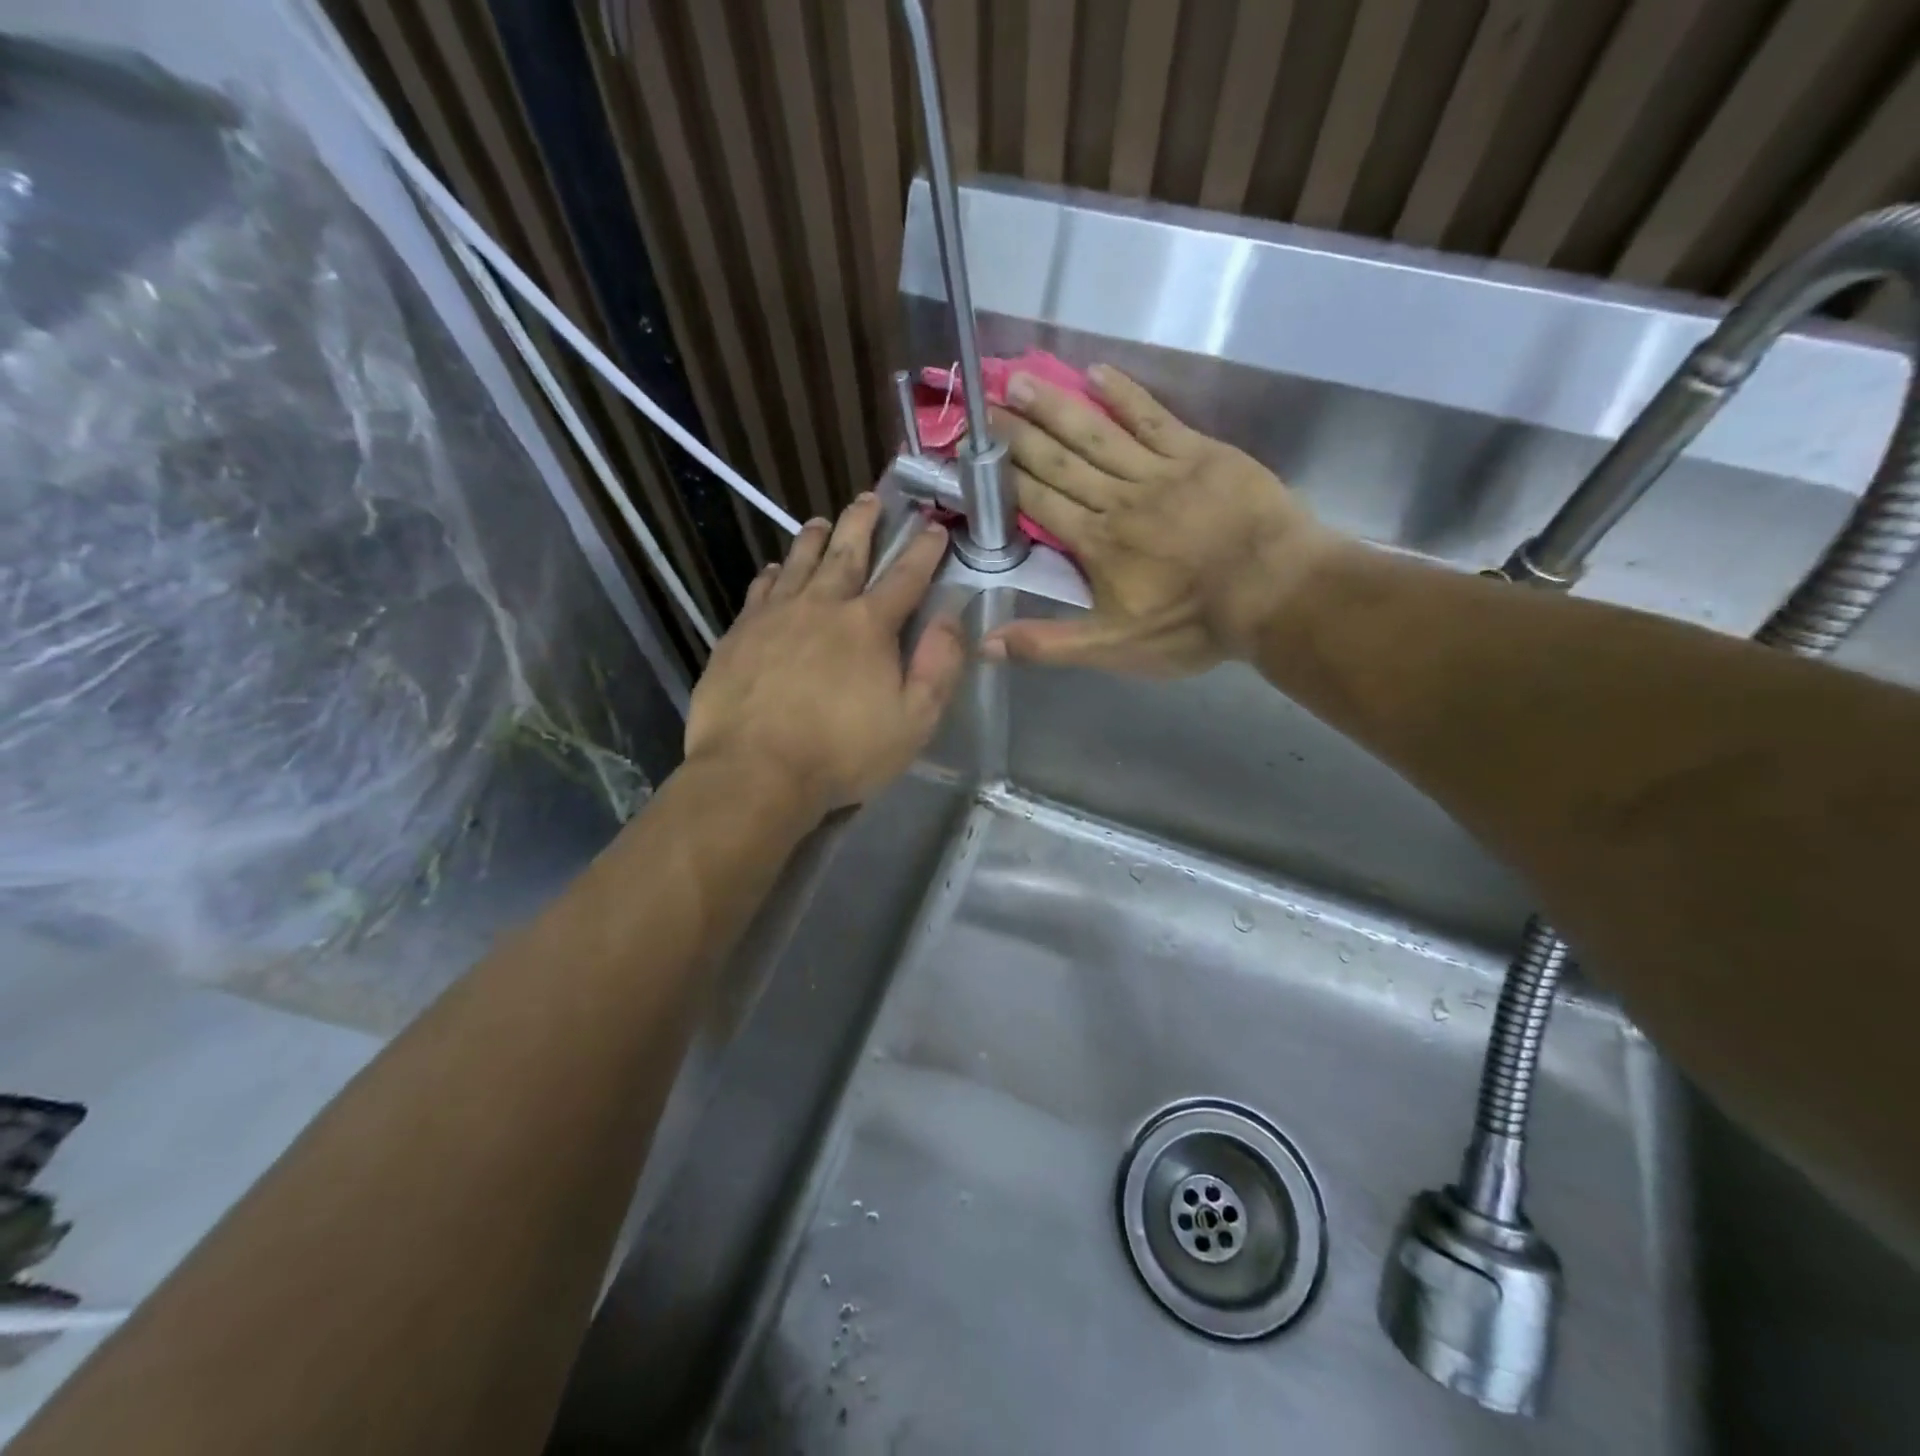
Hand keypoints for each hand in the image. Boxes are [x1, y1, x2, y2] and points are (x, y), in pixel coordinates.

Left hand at [684, 494, 964, 816]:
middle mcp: (823, 606)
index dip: (924, 550)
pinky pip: (760, 590)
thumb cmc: (842, 753)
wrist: (755, 772)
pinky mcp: (739, 633)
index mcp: (869, 626)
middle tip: (870, 498)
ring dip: (814, 538)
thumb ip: (939, 667)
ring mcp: (775, 616)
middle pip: (847, 552)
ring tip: (821, 521)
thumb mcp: (913, 722)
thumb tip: (951, 618)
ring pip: (799, 562)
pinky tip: (775, 569)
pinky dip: (773, 574)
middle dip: (863, 522)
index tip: (934, 527)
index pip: (905, 577)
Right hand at [983, 365, 1341, 675]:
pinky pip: (1152, 417)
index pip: (1038, 502)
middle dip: (1018, 434)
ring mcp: (1159, 470)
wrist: (1275, 591)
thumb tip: (984, 645)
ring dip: (1056, 405)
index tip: (974, 454)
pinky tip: (1096, 373)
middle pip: (1059, 461)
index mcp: (1095, 543)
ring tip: (1019, 379)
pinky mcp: (1198, 453)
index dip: (1004, 479)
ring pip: (1096, 433)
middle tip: (984, 404)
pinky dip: (1124, 394)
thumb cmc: (1192, 625)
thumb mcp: (1114, 649)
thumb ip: (1049, 643)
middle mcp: (1118, 498)